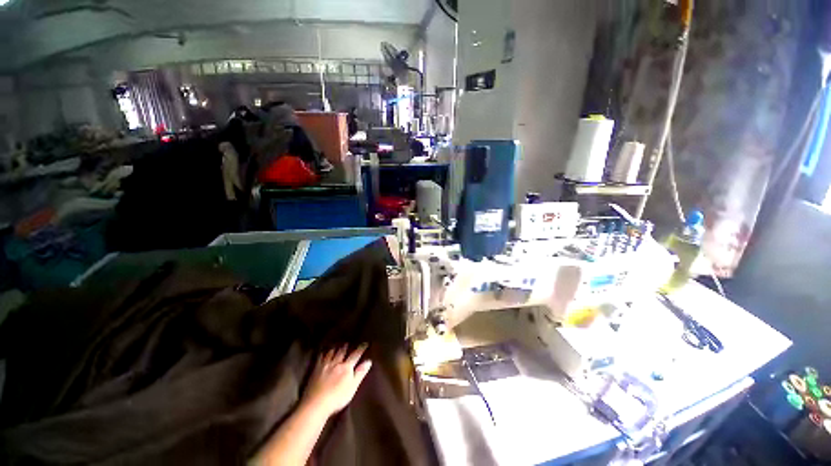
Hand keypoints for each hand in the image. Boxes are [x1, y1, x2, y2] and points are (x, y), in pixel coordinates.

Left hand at [302, 345, 371, 417]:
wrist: (316, 404)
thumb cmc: (337, 398)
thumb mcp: (352, 387)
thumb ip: (360, 373)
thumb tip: (369, 361)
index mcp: (346, 367)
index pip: (355, 355)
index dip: (361, 348)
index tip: (365, 343)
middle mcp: (336, 363)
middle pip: (342, 352)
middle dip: (345, 347)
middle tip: (348, 343)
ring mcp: (325, 366)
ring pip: (331, 353)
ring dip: (335, 348)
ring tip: (336, 345)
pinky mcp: (316, 370)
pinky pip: (320, 358)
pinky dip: (323, 354)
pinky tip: (323, 353)